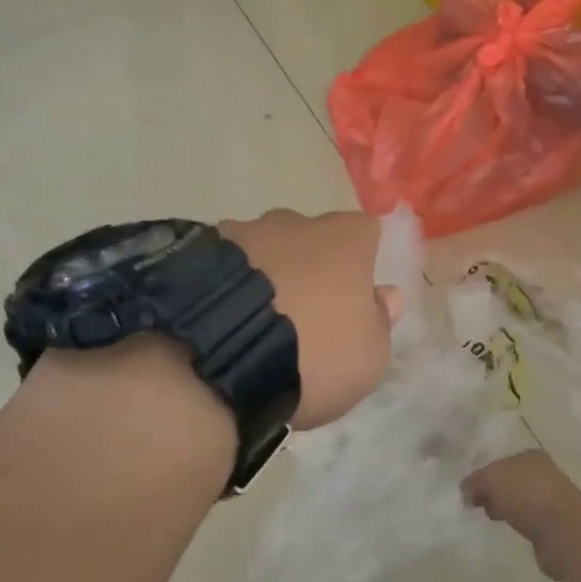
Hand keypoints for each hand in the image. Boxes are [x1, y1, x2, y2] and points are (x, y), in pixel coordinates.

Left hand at [220, 210, 400, 429]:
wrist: (219, 359)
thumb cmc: (313, 356)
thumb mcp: (368, 358)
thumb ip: (380, 322)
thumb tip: (385, 296)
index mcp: (344, 238)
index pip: (365, 232)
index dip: (361, 262)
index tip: (353, 297)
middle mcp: (293, 222)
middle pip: (310, 238)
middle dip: (309, 267)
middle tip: (302, 315)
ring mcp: (241, 232)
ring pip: (263, 249)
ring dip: (264, 275)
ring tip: (252, 323)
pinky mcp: (195, 252)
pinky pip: (222, 266)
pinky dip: (226, 285)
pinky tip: (218, 321)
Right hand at [462, 450, 580, 581]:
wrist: (565, 531)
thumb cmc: (526, 494)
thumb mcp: (491, 479)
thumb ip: (475, 482)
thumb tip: (466, 492)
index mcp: (531, 457)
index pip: (503, 462)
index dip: (485, 475)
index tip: (471, 491)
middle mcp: (545, 474)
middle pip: (513, 481)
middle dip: (496, 492)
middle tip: (478, 505)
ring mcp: (553, 501)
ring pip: (522, 501)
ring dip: (508, 509)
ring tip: (493, 519)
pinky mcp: (556, 527)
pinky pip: (531, 522)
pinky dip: (521, 525)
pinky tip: (512, 531)